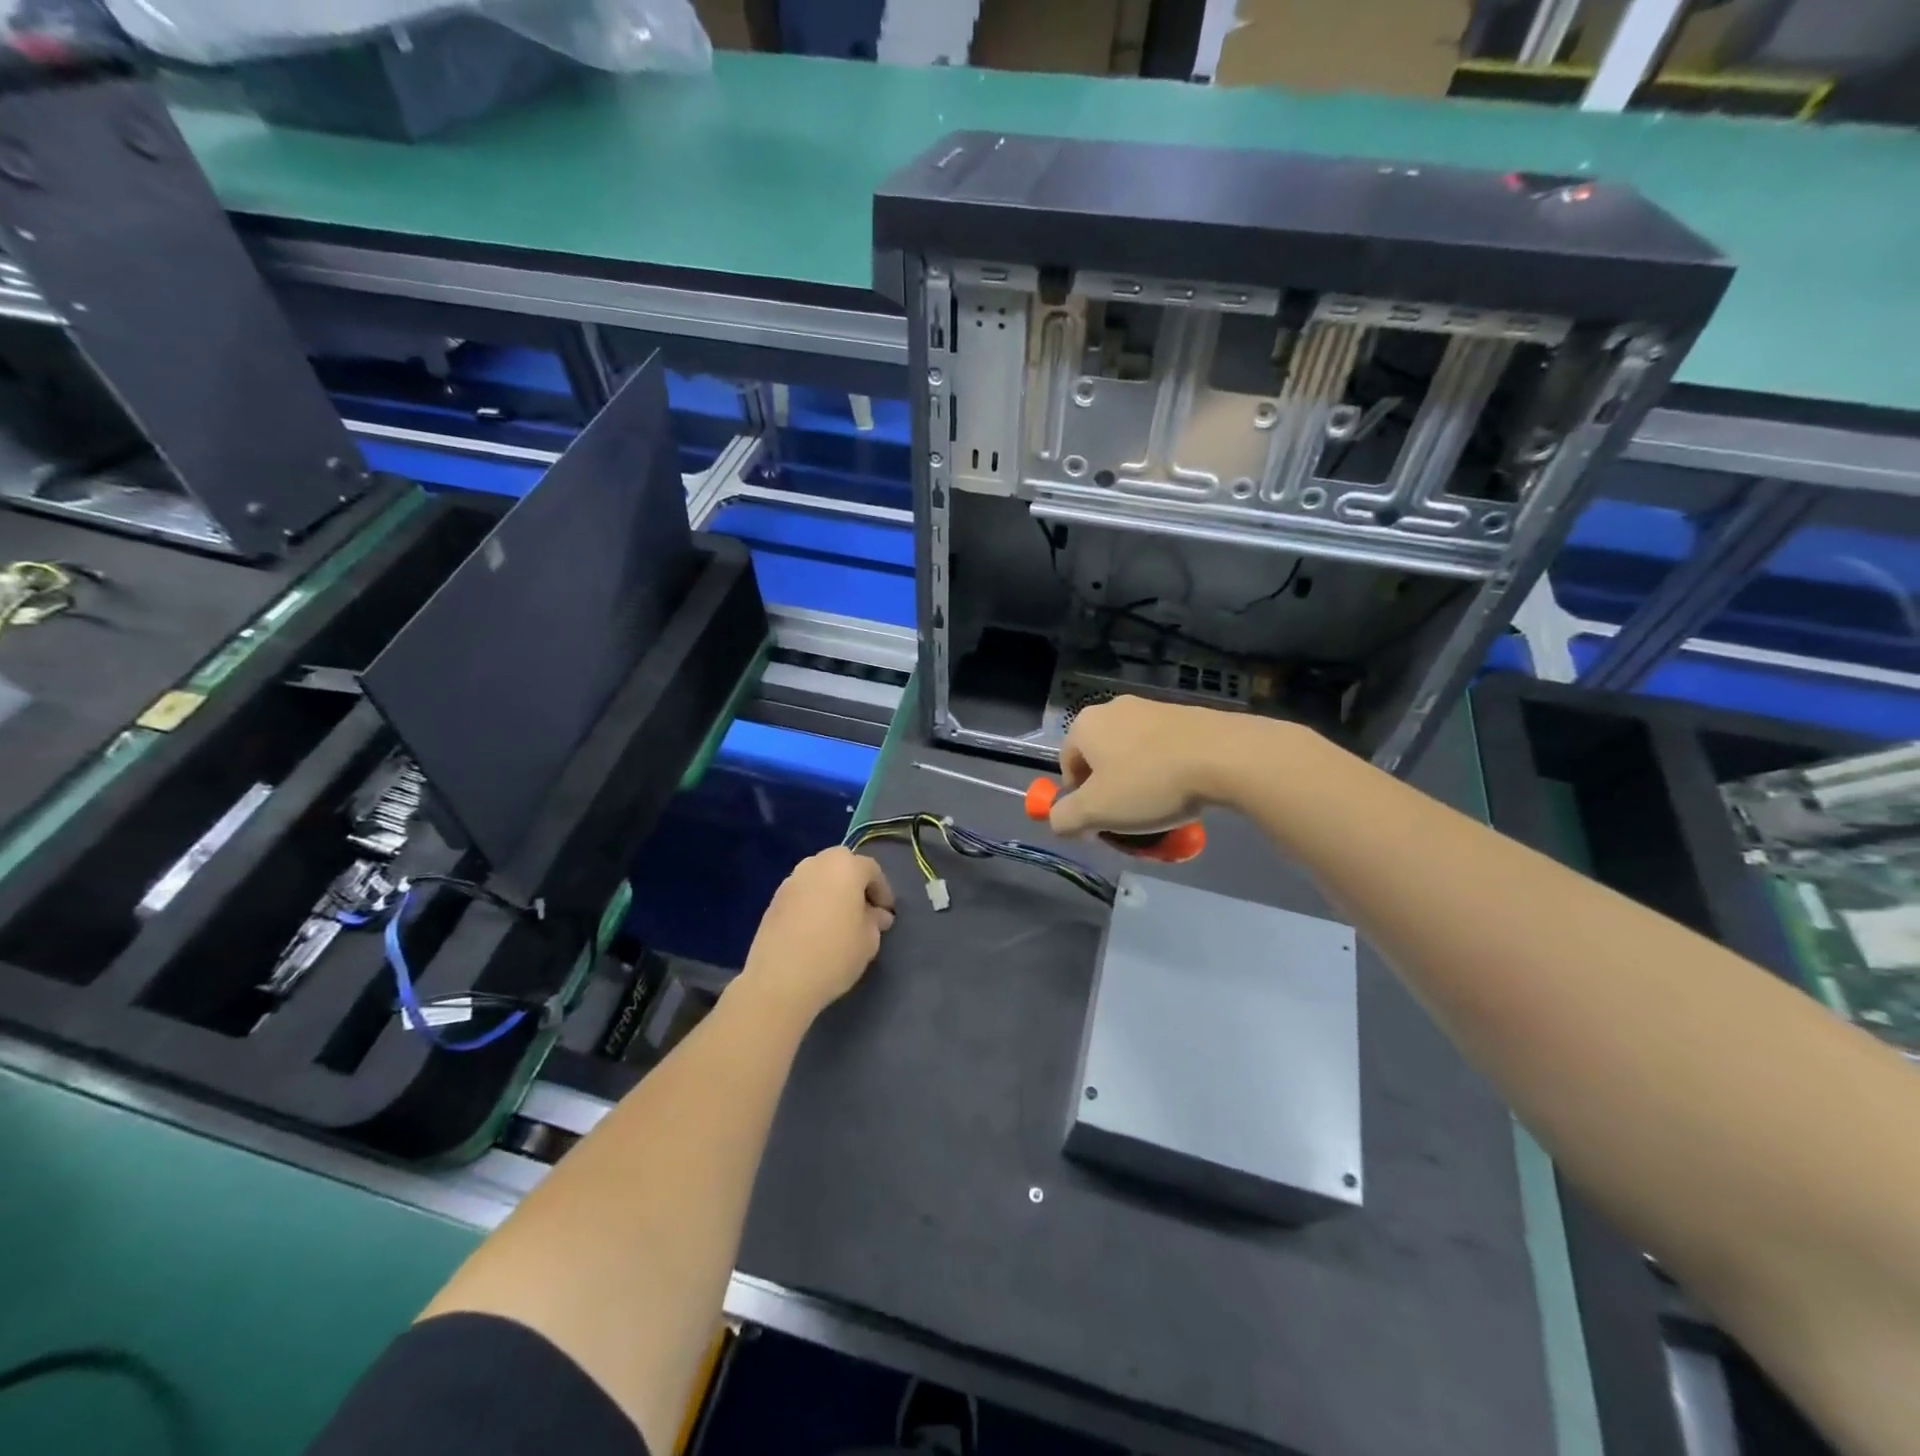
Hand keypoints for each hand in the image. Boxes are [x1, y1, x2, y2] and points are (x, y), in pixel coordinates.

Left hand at [739, 848, 894, 1020]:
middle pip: (842, 864)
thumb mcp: (869, 941)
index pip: (872, 870)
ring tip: (838, 918)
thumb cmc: (834, 954)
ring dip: (831, 890)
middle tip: (863, 909)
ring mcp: (791, 880)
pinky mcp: (773, 899)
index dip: (882, 891)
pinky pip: (802, 893)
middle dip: (855, 883)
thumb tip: (876, 915)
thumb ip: (875, 921)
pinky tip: (815, 927)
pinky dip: (812, 902)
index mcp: (845, 866)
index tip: (886, 913)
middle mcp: (816, 864)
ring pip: (819, 876)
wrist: (779, 980)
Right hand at [1050, 696, 1258, 837]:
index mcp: (1085, 725)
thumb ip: (1065, 818)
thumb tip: (1057, 820)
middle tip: (1127, 818)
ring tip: (1159, 806)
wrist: (1224, 755)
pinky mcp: (1185, 714)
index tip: (1100, 823)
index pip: (1067, 765)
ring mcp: (1152, 707)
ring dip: (1138, 781)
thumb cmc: (1149, 782)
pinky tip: (1183, 790)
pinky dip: (1165, 770)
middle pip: (1100, 758)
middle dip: (1109, 790)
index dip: (1078, 799)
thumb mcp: (1097, 811)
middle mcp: (1113, 708)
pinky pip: (1162, 748)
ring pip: (1132, 754)